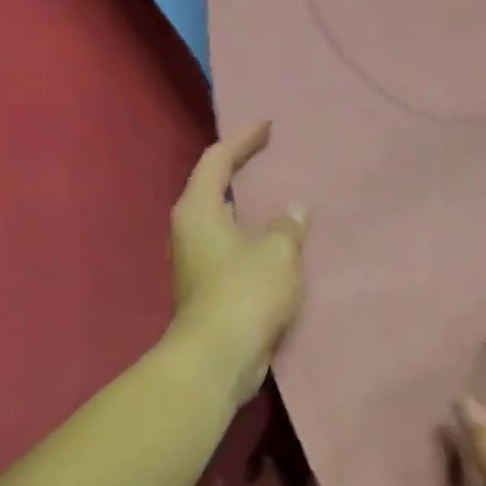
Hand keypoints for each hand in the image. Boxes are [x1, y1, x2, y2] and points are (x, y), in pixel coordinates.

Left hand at [168, 122, 307, 408]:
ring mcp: (197, 262)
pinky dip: (255, 239)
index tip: (268, 127)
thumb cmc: (244, 294)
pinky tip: (281, 243)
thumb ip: (288, 226)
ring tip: (283, 199)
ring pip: (225, 222)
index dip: (243, 140)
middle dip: (243, 172)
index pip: (217, 160)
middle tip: (275, 160)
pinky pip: (234, 249)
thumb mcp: (278, 253)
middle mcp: (190, 230)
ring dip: (251, 210)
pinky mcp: (208, 288)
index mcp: (198, 210)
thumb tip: (295, 210)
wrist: (217, 359)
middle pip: (215, 188)